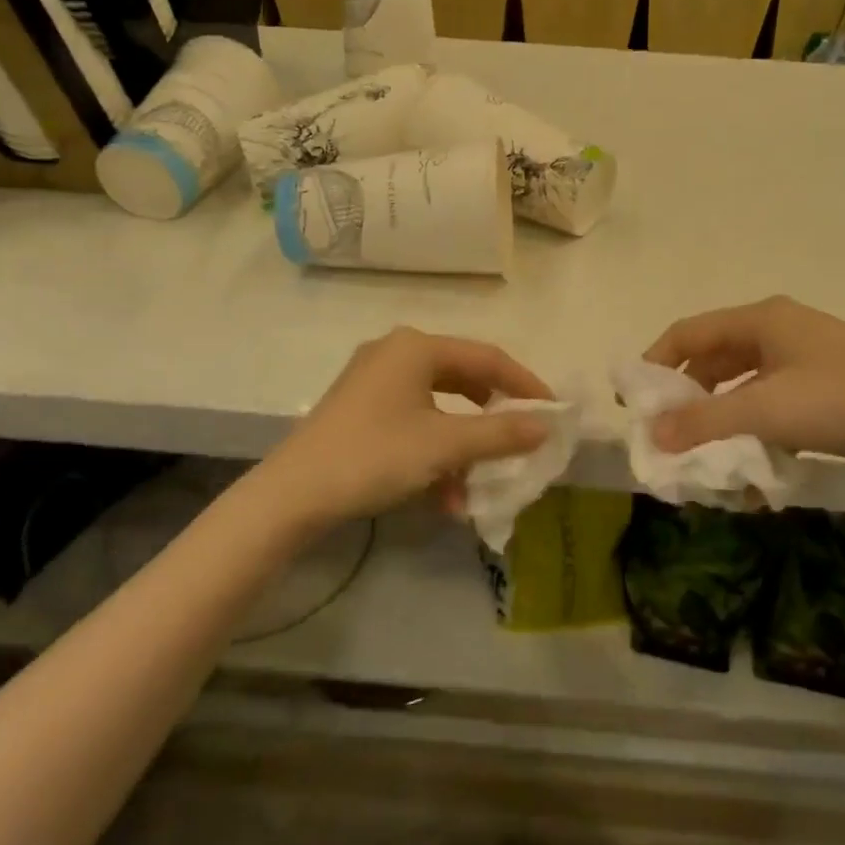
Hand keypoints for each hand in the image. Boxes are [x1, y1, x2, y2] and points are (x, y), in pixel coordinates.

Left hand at [252, 327, 552, 528]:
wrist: (292, 495)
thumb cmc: (374, 456)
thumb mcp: (445, 445)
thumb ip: (500, 433)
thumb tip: (545, 426)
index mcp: (417, 347)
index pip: (488, 357)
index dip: (525, 385)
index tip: (553, 412)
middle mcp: (395, 353)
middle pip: (464, 379)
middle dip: (492, 417)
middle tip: (520, 440)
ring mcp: (374, 381)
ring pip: (439, 407)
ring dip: (463, 446)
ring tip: (477, 484)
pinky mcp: (360, 409)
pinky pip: (414, 422)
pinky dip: (434, 452)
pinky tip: (443, 496)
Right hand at [642, 297, 844, 478]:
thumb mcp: (768, 411)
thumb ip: (704, 421)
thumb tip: (650, 434)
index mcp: (761, 320)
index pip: (687, 333)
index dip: (654, 364)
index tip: (632, 403)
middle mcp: (779, 329)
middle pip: (713, 357)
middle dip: (686, 396)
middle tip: (667, 433)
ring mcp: (805, 356)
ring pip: (742, 382)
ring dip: (720, 414)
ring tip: (705, 451)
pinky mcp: (825, 383)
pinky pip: (771, 399)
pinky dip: (753, 423)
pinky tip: (753, 458)